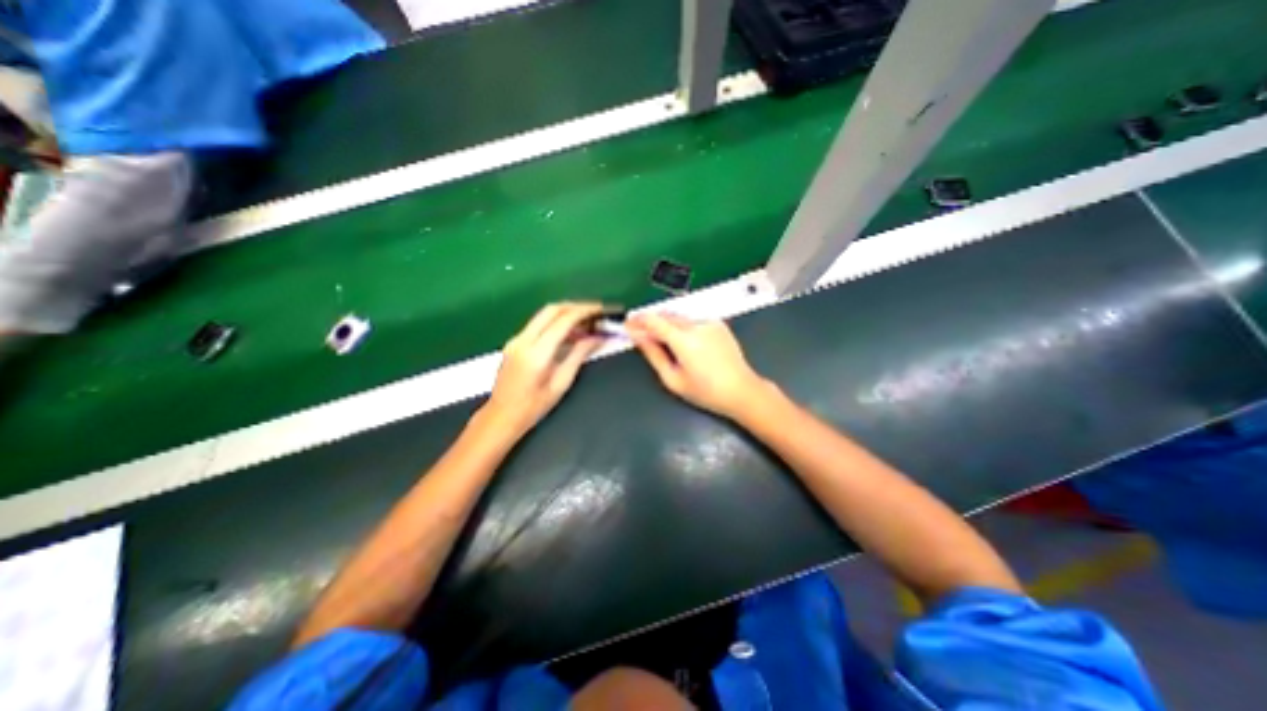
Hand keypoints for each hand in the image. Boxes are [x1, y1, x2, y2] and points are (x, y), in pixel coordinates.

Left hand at [484, 299, 605, 432]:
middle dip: (576, 307)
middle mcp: (523, 340)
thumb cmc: (534, 406)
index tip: (601, 310)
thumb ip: (579, 355)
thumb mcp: (561, 383)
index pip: (563, 320)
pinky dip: (556, 322)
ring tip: (587, 323)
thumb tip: (597, 338)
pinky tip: (570, 333)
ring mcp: (516, 339)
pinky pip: (538, 324)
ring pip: (544, 314)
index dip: (584, 312)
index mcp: (536, 353)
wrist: (501, 416)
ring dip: (566, 313)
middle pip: (552, 309)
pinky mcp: (514, 342)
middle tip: (595, 312)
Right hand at [624, 315, 766, 420]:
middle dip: (650, 322)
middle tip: (640, 334)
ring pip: (679, 317)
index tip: (627, 325)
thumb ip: (653, 354)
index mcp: (683, 340)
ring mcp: (709, 322)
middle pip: (666, 315)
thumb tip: (638, 337)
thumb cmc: (705, 391)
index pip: (654, 320)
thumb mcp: (673, 379)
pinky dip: (682, 326)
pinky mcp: (718, 324)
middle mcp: (696, 325)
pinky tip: (683, 341)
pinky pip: (693, 320)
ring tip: (661, 340)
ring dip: (666, 323)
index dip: (637, 321)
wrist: (741, 390)